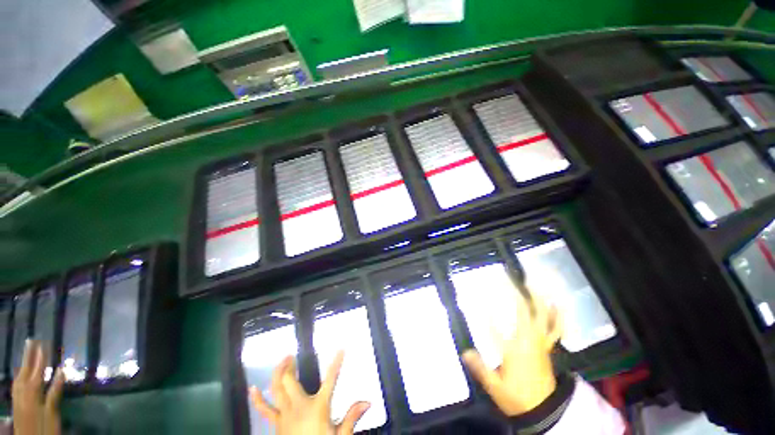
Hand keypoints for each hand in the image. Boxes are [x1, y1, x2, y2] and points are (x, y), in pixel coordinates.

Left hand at [12, 340, 65, 434]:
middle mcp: (23, 390)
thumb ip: (55, 391)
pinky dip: (19, 374)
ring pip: (19, 376)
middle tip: (32, 340)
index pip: (37, 369)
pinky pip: (17, 383)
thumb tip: (61, 369)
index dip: (41, 357)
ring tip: (27, 352)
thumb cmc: (45, 427)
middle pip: (25, 370)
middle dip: (29, 355)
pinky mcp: (16, 401)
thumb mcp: (52, 411)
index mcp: (33, 391)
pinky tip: (20, 373)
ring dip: (24, 363)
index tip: (44, 342)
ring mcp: (18, 396)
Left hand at [250, 351, 369, 434]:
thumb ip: (352, 418)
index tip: (341, 349)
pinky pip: (265, 409)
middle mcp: (299, 406)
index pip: (330, 379)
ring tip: (282, 361)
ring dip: (277, 373)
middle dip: (289, 365)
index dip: (336, 362)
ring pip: (276, 389)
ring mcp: (285, 415)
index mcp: (317, 407)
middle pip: (289, 380)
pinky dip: (258, 399)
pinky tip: (253, 389)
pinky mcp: (277, 424)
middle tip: (293, 355)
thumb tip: (368, 402)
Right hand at [462, 285, 561, 416]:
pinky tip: (557, 303)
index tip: (478, 299)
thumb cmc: (518, 397)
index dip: (486, 313)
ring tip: (533, 282)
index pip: (496, 328)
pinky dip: (557, 315)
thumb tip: (464, 352)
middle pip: (523, 312)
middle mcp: (528, 341)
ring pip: (541, 315)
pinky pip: (556, 328)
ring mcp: (541, 342)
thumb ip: (480, 369)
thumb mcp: (496, 388)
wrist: (545, 409)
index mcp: (513, 350)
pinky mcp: (548, 346)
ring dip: (537, 297)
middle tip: (509, 277)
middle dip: (516, 293)